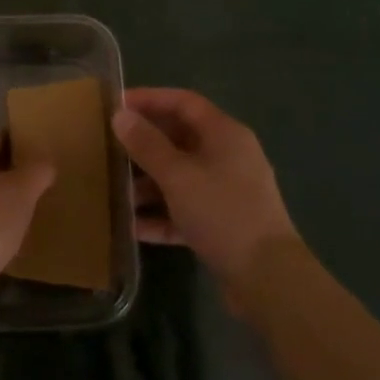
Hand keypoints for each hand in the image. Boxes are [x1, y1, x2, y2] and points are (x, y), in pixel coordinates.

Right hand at [112, 89, 296, 290]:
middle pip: (181, 138)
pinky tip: (133, 227)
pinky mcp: (224, 225)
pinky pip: (186, 209)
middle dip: (145, 143)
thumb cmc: (222, 213)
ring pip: (181, 176)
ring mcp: (228, 192)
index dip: (150, 99)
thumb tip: (120, 115)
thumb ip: (147, 144)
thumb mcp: (178, 176)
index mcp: (225, 134)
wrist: (269, 280)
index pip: (183, 102)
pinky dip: (162, 214)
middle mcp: (229, 156)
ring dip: (149, 182)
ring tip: (115, 190)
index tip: (117, 104)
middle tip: (110, 146)